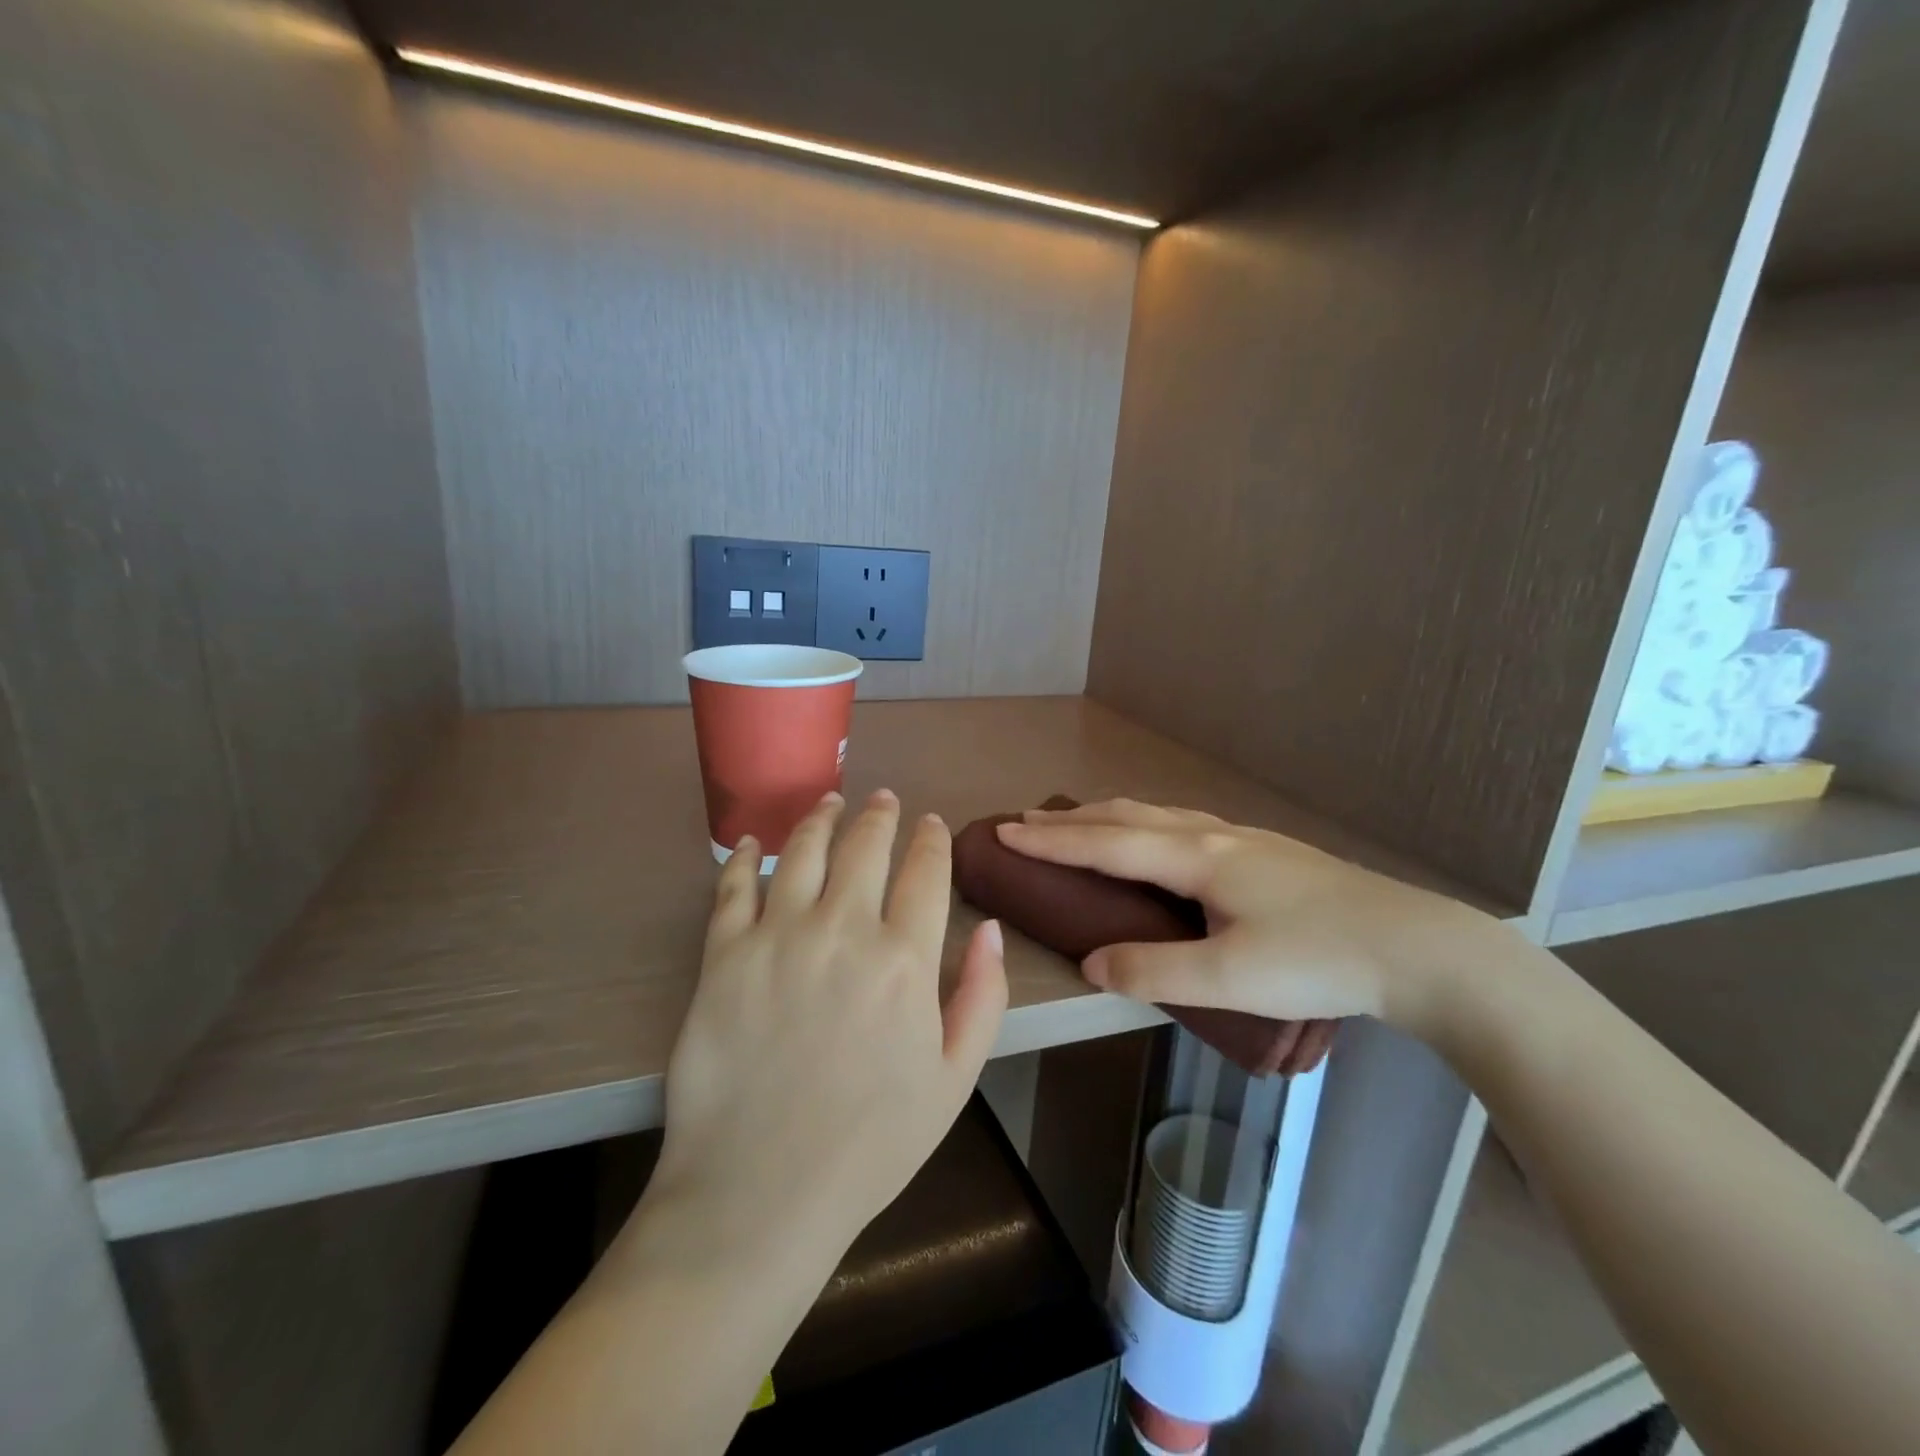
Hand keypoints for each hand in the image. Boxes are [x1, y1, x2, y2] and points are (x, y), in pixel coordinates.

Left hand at [648, 789, 1008, 1272]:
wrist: (759, 1192)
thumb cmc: (870, 1144)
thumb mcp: (953, 1080)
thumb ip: (981, 997)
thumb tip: (987, 927)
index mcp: (904, 960)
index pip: (925, 873)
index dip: (932, 840)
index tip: (932, 825)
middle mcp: (843, 930)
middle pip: (865, 846)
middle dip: (880, 814)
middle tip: (883, 799)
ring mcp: (778, 937)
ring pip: (802, 851)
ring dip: (820, 817)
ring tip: (829, 801)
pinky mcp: (724, 955)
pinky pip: (733, 888)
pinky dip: (742, 857)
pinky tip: (750, 843)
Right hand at [996, 798, 1501, 1037]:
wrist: (1416, 947)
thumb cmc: (1319, 960)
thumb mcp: (1229, 978)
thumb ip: (1153, 971)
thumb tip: (1091, 964)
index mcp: (1196, 858)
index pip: (1105, 843)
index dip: (1051, 840)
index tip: (1004, 831)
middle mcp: (1212, 835)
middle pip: (1125, 816)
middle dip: (1070, 820)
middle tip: (1025, 820)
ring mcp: (1242, 838)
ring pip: (1156, 813)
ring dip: (1106, 815)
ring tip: (1078, 822)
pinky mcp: (1264, 851)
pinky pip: (1181, 822)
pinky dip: (1142, 821)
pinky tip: (1155, 837)